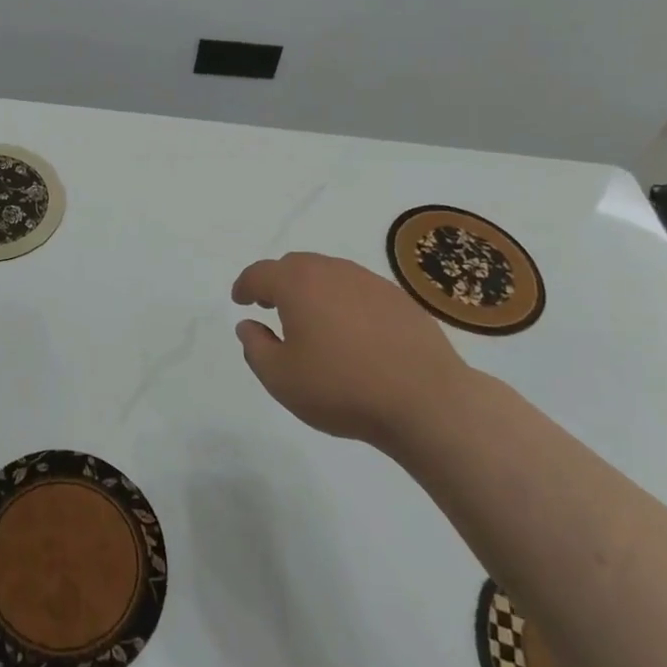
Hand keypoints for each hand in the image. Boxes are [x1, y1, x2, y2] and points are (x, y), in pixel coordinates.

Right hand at [231, 251, 472, 452]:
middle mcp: (332, 271)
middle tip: (270, 306)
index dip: (245, 286)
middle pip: (295, 265)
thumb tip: (248, 325)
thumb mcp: (281, 378)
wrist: (426, 401)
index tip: (240, 300)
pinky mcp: (399, 298)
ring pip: (329, 274)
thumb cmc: (342, 388)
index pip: (260, 273)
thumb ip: (255, 347)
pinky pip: (358, 289)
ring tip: (310, 319)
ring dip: (312, 290)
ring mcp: (369, 281)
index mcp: (297, 284)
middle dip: (277, 282)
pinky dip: (343, 301)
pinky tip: (351, 331)